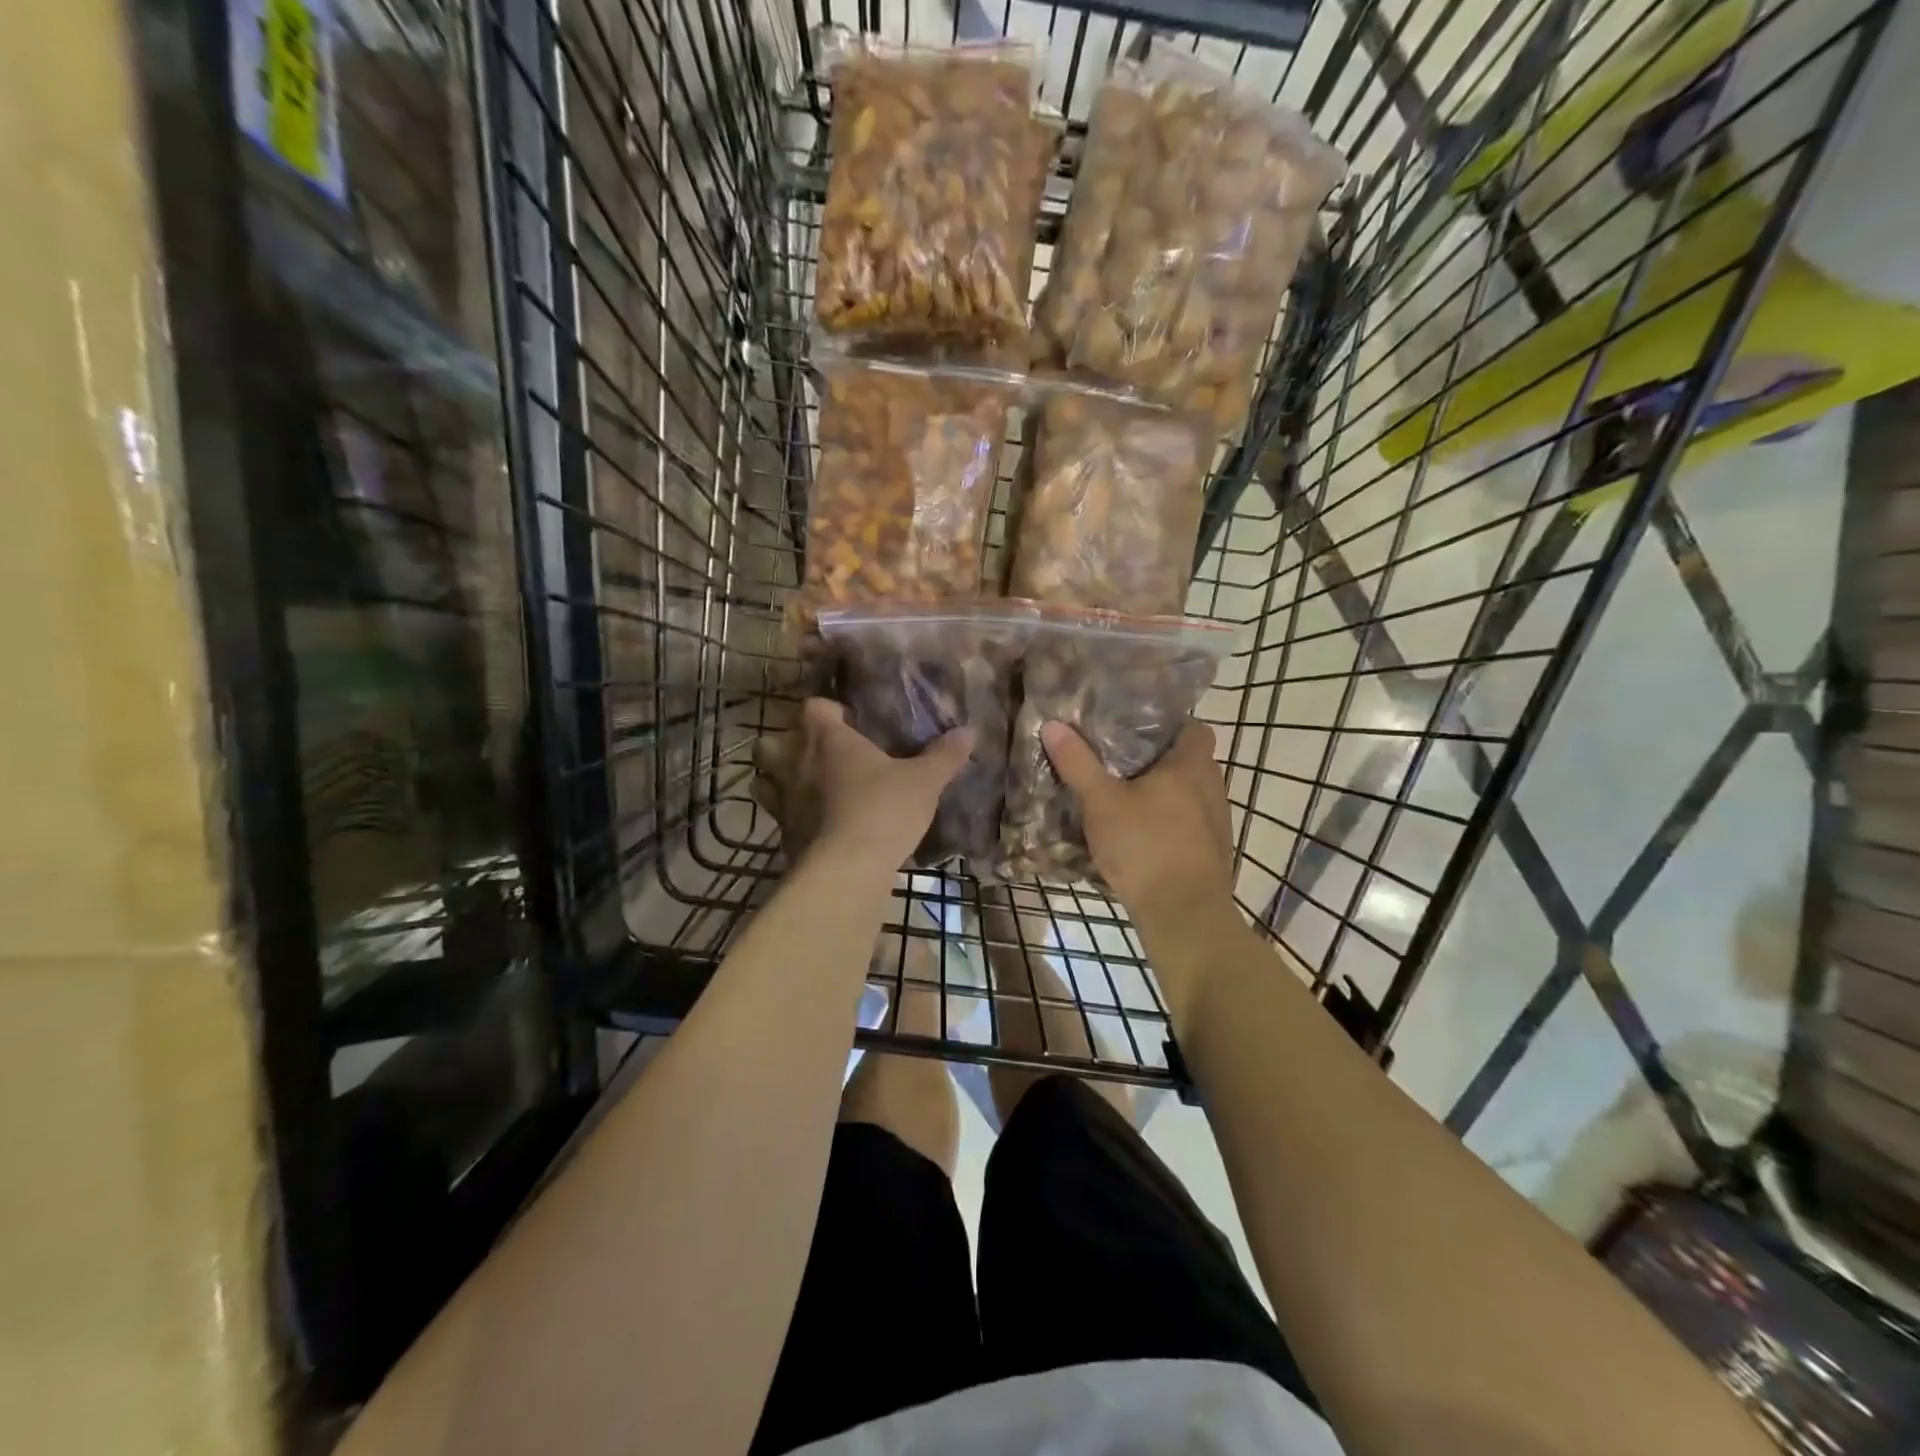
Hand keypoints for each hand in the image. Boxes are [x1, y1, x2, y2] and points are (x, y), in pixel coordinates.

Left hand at [753, 699, 972, 870]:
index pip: (815, 707)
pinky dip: (790, 816)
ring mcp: (783, 799)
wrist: (848, 868)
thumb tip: (969, 731)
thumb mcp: (924, 781)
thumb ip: (944, 755)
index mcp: (828, 739)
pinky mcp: (781, 833)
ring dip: (779, 779)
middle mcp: (796, 762)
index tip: (848, 719)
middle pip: (772, 740)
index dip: (829, 709)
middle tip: (820, 755)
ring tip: (807, 788)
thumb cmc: (884, 809)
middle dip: (789, 744)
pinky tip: (813, 825)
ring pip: (764, 778)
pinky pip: (778, 816)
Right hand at [1041, 718, 1236, 937]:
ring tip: (1129, 798)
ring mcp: (1217, 823)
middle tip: (1123, 762)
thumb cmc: (1144, 846)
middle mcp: (1212, 789)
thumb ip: (1078, 763)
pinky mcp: (1213, 853)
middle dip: (1161, 761)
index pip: (1195, 729)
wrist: (1184, 913)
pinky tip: (1143, 837)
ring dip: (1167, 795)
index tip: (1138, 728)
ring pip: (1191, 796)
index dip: (1171, 725)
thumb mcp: (1101, 802)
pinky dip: (1171, 824)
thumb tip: (1053, 724)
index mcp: (1191, 767)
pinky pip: (1191, 825)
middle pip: (1191, 762)